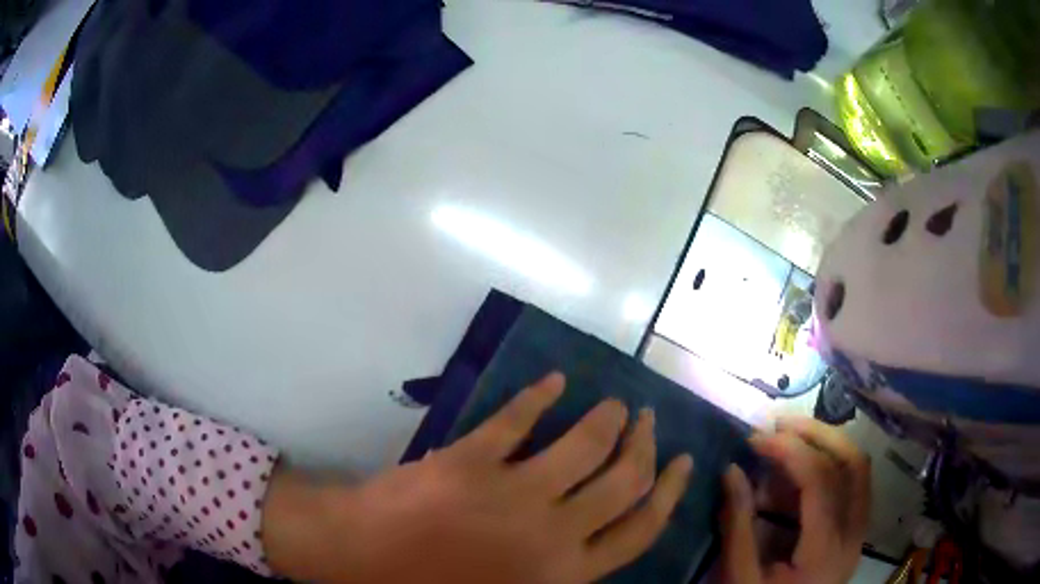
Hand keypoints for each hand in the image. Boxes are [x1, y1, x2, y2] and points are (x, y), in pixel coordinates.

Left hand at [262, 372, 693, 582]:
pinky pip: (516, 419)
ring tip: (615, 403)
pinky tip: (554, 382)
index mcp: (563, 571)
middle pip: (624, 478)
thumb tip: (598, 537)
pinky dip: (539, 396)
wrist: (360, 556)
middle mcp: (551, 531)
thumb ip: (563, 573)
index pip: (641, 527)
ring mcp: (511, 491)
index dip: (669, 490)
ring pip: (584, 442)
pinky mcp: (471, 458)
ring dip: (607, 417)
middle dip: (644, 443)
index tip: (681, 461)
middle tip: (647, 420)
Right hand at [719, 418, 870, 583]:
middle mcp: (853, 534)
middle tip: (780, 424)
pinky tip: (793, 473)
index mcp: (826, 550)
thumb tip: (731, 469)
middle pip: (853, 463)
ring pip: (856, 469)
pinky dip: (825, 467)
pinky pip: (849, 485)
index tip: (756, 438)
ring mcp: (858, 531)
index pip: (821, 481)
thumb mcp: (739, 576)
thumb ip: (737, 524)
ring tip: (786, 440)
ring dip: (824, 445)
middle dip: (817, 433)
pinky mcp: (853, 531)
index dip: (790, 451)